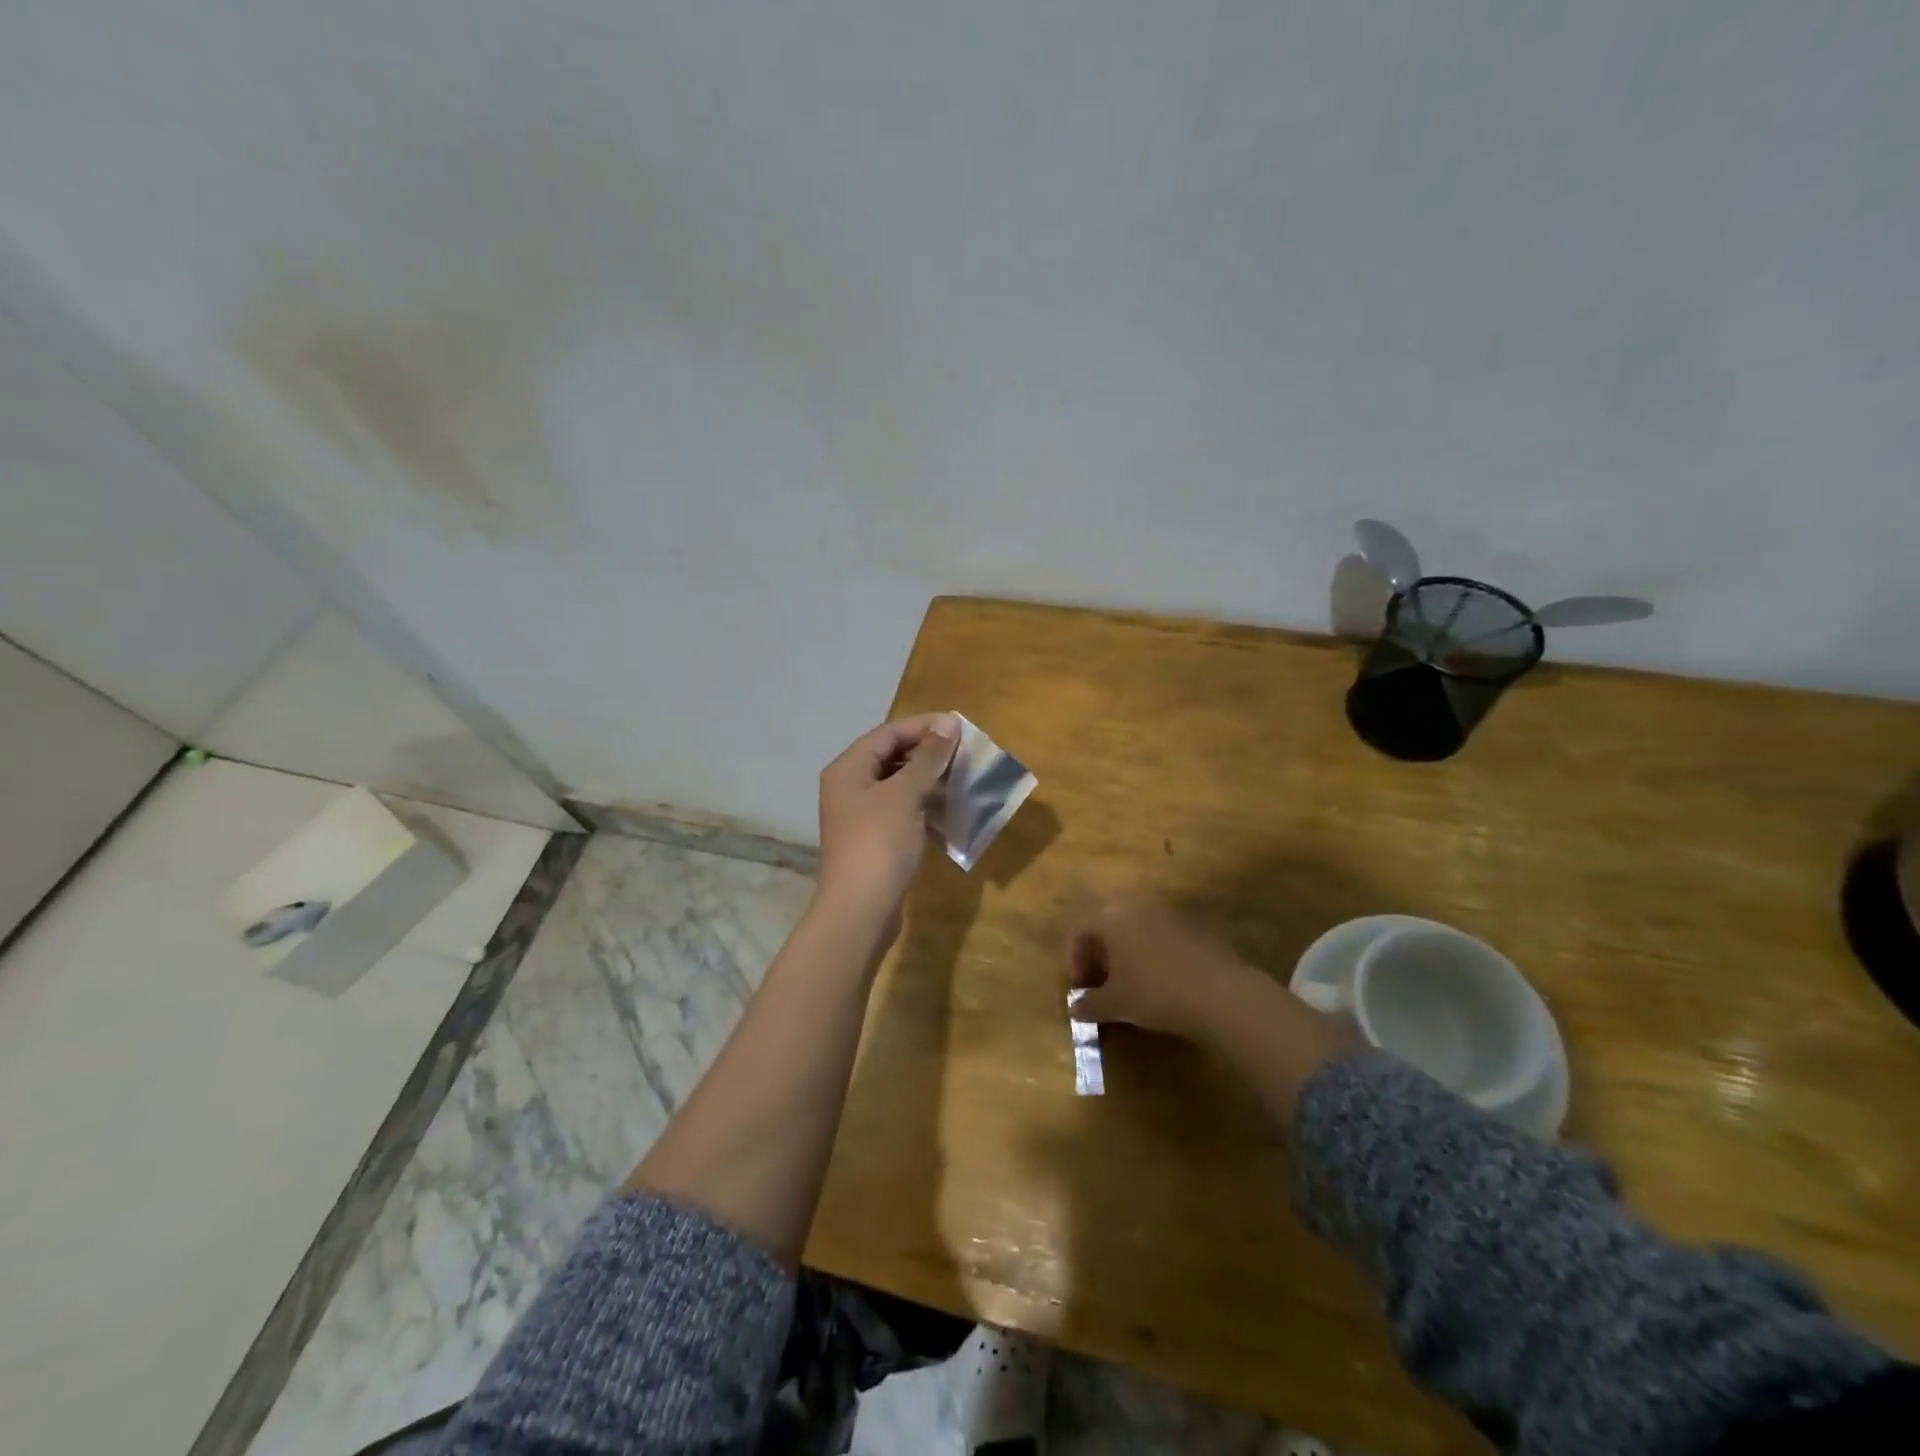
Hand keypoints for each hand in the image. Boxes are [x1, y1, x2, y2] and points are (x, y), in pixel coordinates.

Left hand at [816, 712, 959, 928]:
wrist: (860, 910)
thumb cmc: (879, 844)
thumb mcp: (905, 794)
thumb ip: (928, 757)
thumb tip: (949, 722)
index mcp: (848, 768)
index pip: (888, 733)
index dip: (924, 726)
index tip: (960, 727)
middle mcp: (850, 786)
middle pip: (891, 755)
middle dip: (928, 752)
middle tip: (965, 752)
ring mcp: (861, 814)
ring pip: (898, 784)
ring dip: (929, 778)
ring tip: (962, 776)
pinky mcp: (874, 838)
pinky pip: (901, 809)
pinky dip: (924, 804)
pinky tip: (950, 807)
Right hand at [1068, 894, 1360, 1122]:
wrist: (1221, 994)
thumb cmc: (1155, 993)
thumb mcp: (1116, 1004)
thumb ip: (1089, 1004)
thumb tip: (1074, 1007)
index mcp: (1110, 917)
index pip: (1080, 930)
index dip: (1074, 959)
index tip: (1081, 988)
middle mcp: (1136, 904)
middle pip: (1107, 923)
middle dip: (1100, 952)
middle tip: (1102, 982)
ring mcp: (1168, 911)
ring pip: (1136, 926)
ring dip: (1127, 951)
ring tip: (1131, 982)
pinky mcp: (1194, 923)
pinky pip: (1162, 933)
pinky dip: (1153, 952)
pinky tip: (1162, 979)